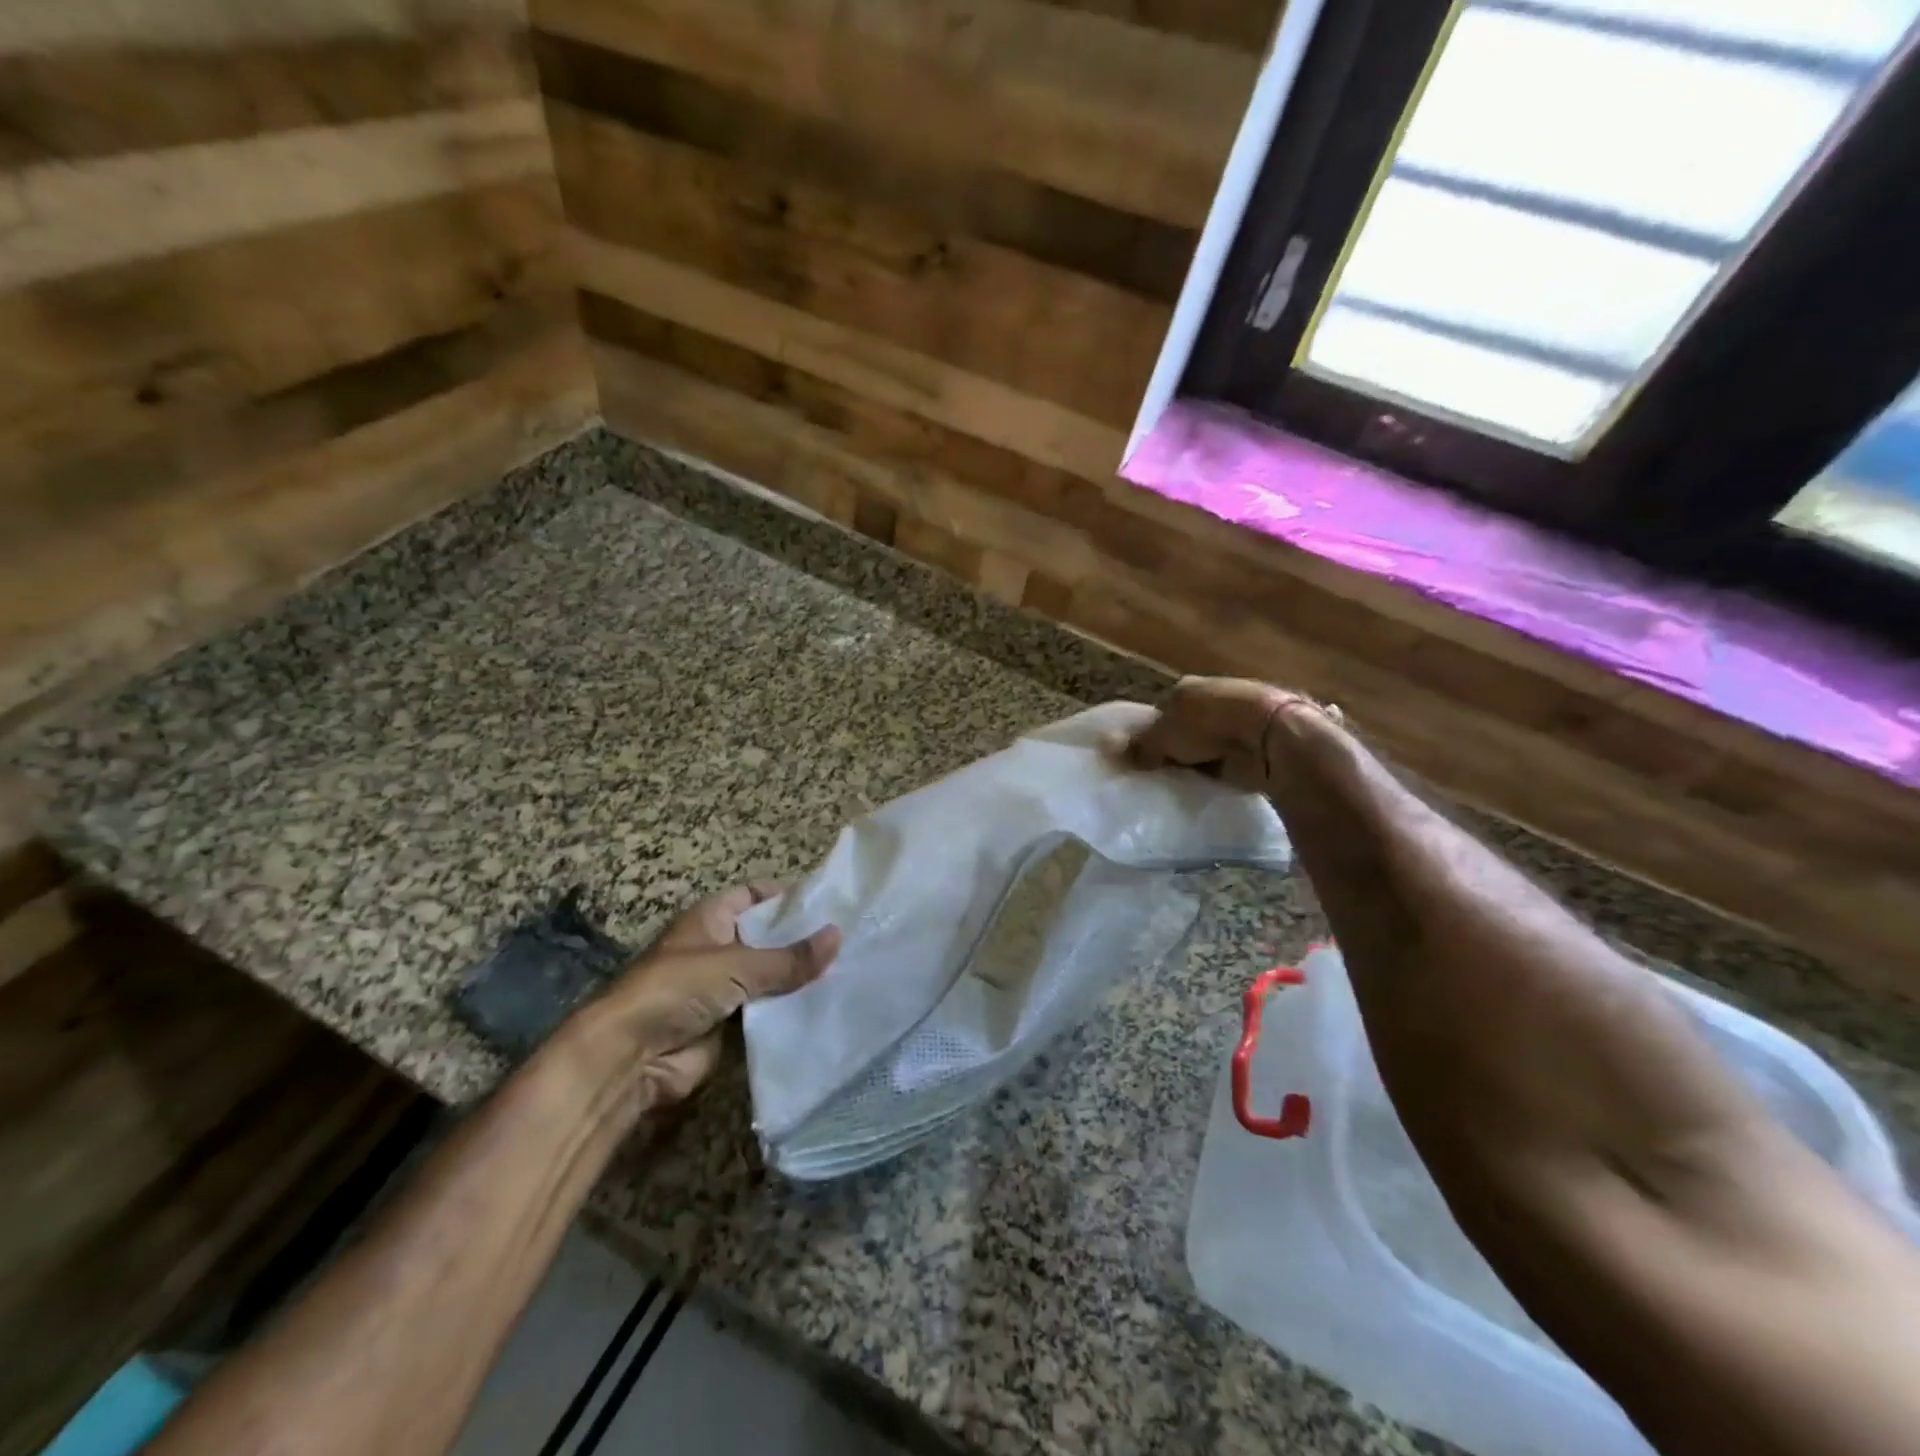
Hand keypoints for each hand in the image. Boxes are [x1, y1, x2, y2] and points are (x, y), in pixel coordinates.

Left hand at [562, 884, 839, 1110]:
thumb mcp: (736, 965)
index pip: (754, 896)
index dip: (786, 896)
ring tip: (850, 969)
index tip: (828, 901)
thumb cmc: (676, 990)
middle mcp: (717, 948)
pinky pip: (767, 1011)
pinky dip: (790, 1009)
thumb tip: (838, 936)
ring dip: (798, 977)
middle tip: (849, 938)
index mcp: (710, 919)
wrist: (630, 1058)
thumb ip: (788, 958)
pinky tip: (826, 1004)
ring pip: (770, 976)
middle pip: (767, 937)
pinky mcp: (729, 1025)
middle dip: (801, 939)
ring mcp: (723, 988)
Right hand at [1123, 675, 1336, 792]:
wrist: (1267, 733)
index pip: (1162, 712)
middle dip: (1178, 748)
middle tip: (1162, 775)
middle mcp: (1212, 699)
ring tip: (1185, 785)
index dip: (1153, 735)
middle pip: (1186, 727)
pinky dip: (1222, 771)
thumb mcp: (1163, 737)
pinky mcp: (1257, 743)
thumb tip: (1105, 749)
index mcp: (1187, 689)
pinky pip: (1229, 760)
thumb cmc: (1207, 724)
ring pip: (1209, 744)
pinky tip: (1212, 786)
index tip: (1146, 759)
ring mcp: (1238, 720)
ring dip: (1202, 760)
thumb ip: (1138, 746)